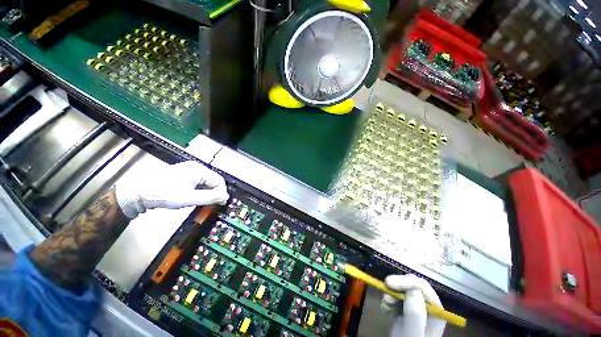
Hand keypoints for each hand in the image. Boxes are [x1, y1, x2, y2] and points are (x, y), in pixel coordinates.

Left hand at [115, 161, 228, 218]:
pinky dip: (200, 189)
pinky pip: (199, 181)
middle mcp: (196, 167)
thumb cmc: (164, 194)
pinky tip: (194, 196)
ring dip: (207, 191)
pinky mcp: (183, 173)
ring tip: (203, 201)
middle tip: (212, 204)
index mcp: (199, 170)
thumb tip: (225, 197)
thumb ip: (209, 198)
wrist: (138, 192)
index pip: (219, 181)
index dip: (222, 192)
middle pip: (213, 180)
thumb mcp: (188, 198)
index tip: (221, 203)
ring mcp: (189, 169)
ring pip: (206, 181)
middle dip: (214, 192)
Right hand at [381, 274, 445, 336]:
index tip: (388, 282)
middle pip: (412, 286)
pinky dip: (388, 301)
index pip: (422, 286)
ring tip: (385, 305)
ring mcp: (415, 310)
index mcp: (435, 311)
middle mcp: (427, 307)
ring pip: (402, 290)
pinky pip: (395, 298)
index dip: (405, 281)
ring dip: (391, 294)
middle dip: (397, 286)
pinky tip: (385, 310)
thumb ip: (415, 313)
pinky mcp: (404, 312)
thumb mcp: (413, 333)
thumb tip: (412, 289)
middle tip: (385, 288)